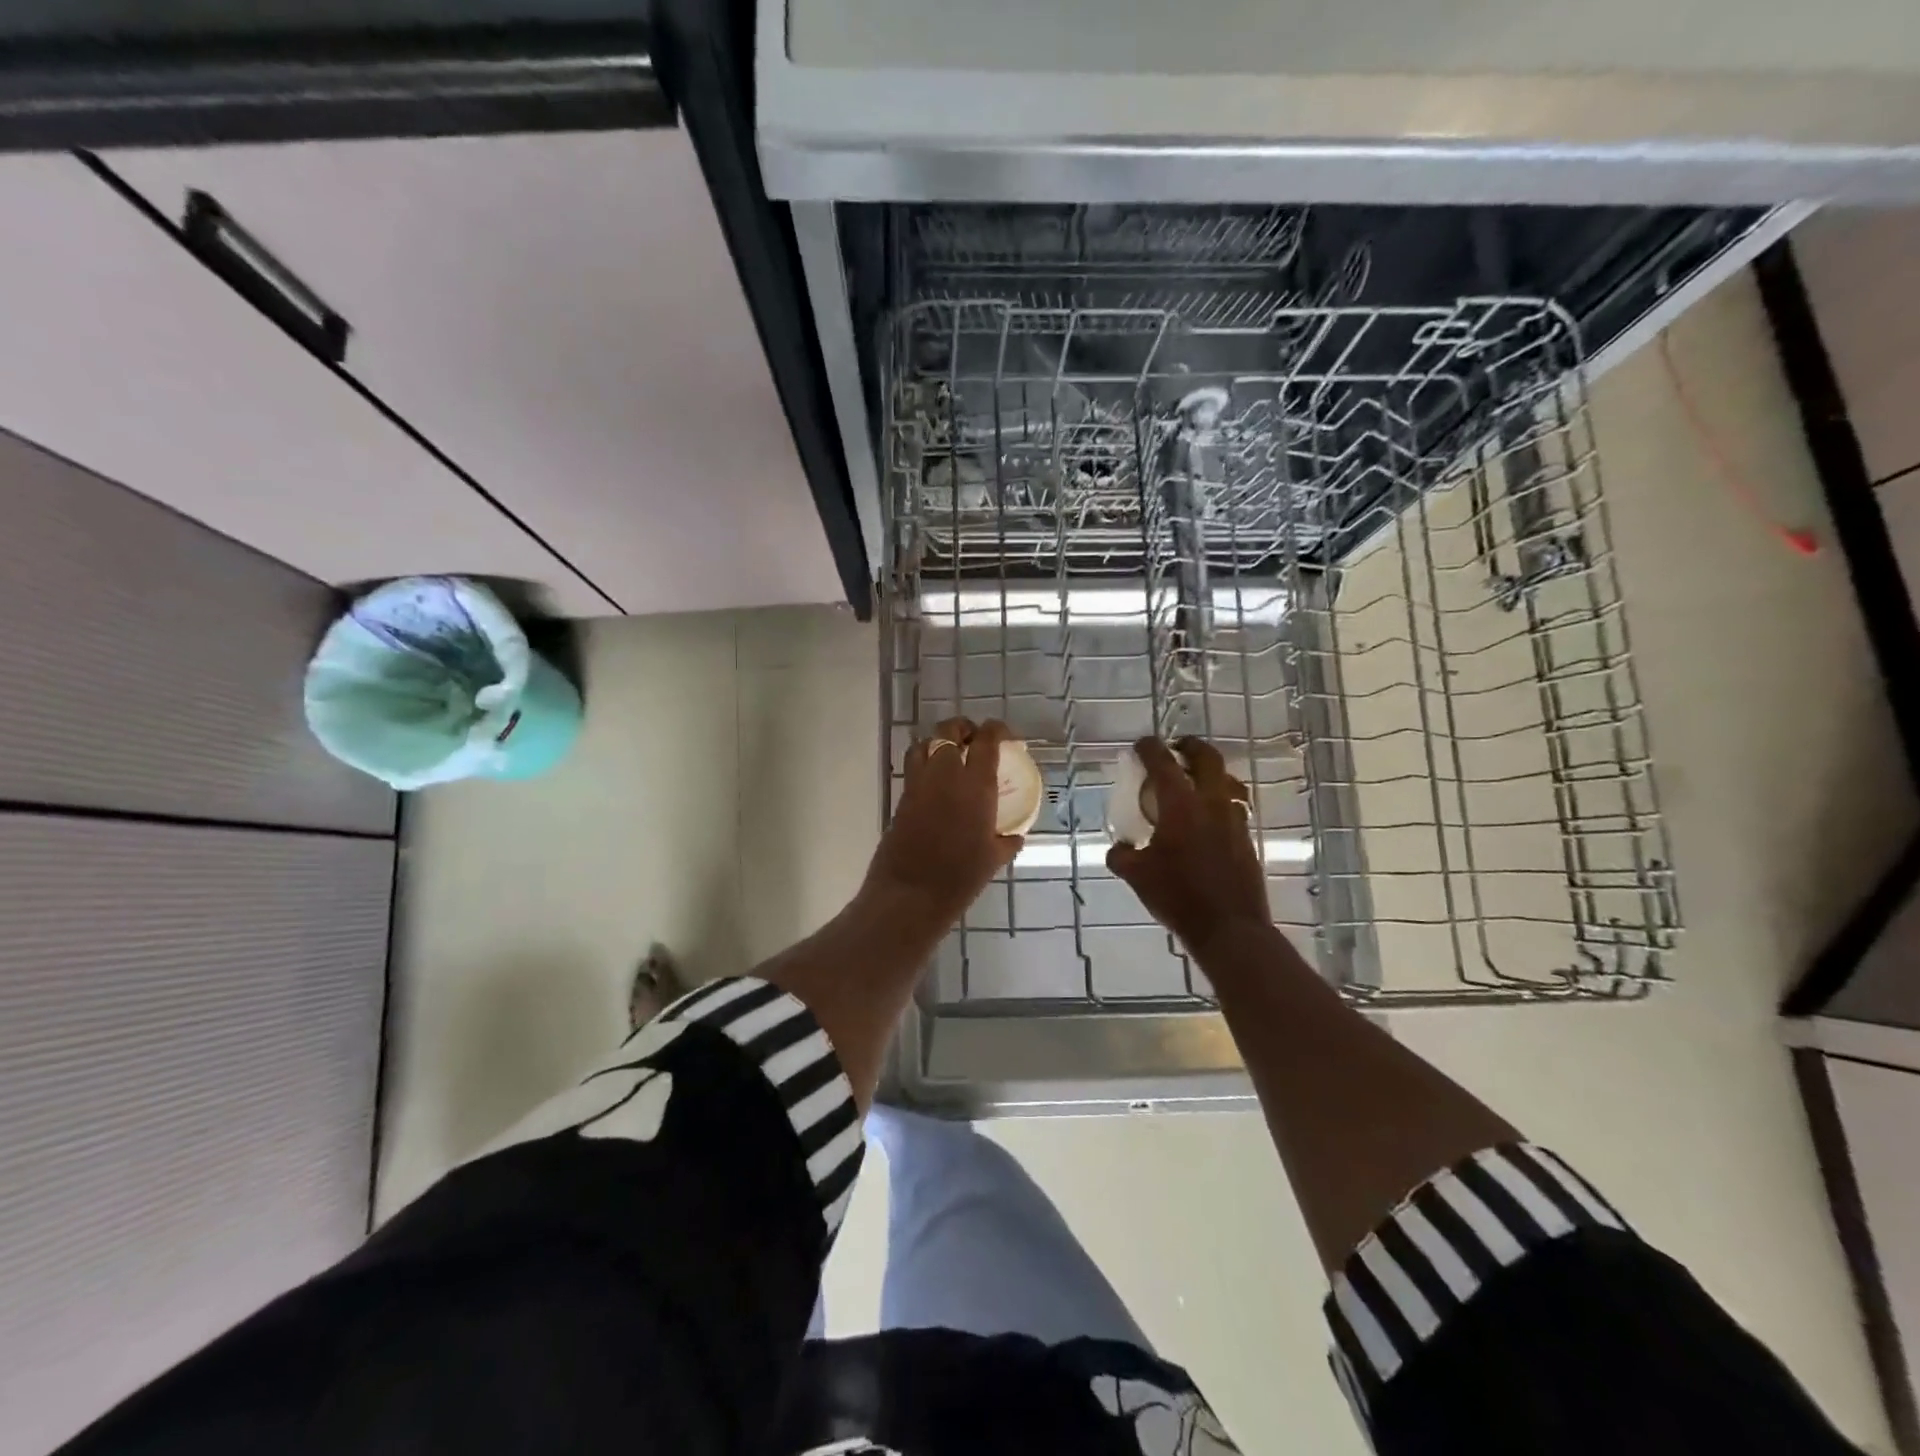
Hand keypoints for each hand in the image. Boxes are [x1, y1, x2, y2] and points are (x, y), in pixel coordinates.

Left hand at [866, 717, 1023, 923]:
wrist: (910, 894)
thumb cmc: (959, 878)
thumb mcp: (993, 860)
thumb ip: (1007, 842)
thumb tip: (1015, 836)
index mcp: (975, 786)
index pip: (987, 741)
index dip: (997, 730)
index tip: (1006, 735)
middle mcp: (946, 775)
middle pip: (949, 731)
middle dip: (964, 728)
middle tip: (975, 740)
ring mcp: (919, 784)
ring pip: (925, 743)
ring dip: (939, 742)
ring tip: (951, 755)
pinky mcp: (902, 797)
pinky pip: (913, 766)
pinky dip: (924, 762)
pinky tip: (936, 782)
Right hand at [1107, 737, 1270, 956]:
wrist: (1229, 929)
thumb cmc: (1178, 897)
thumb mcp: (1137, 876)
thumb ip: (1122, 855)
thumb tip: (1119, 847)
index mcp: (1181, 806)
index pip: (1164, 763)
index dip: (1150, 748)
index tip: (1141, 744)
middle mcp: (1212, 804)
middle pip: (1208, 759)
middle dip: (1191, 747)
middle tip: (1177, 749)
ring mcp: (1234, 820)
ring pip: (1227, 781)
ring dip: (1210, 773)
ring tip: (1195, 782)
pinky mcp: (1246, 839)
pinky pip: (1234, 807)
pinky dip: (1219, 801)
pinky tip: (1207, 819)